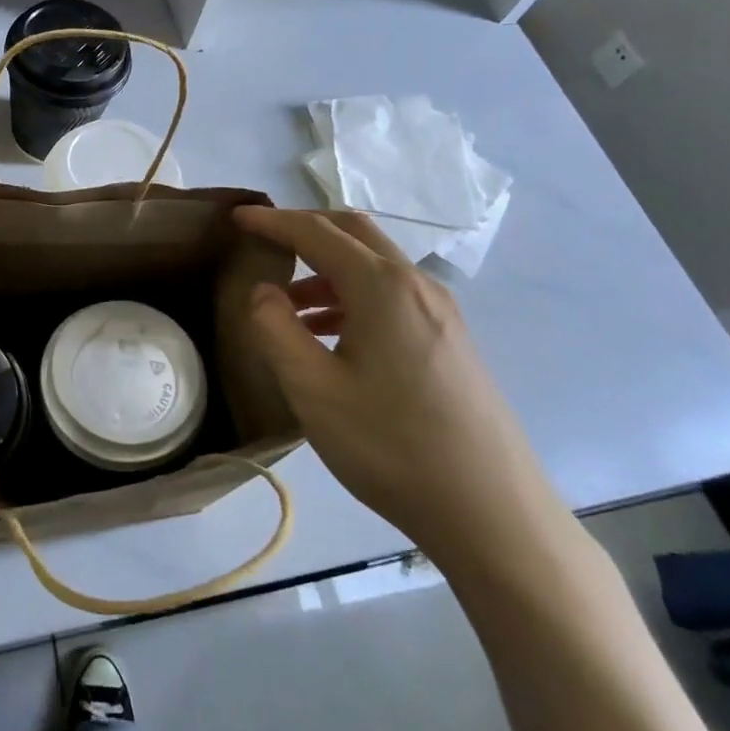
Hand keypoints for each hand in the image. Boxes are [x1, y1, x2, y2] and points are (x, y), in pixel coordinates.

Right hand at [232, 207, 566, 565]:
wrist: (492, 513)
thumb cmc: (391, 445)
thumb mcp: (313, 389)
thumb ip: (275, 328)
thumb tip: (263, 291)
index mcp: (382, 286)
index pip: (317, 232)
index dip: (274, 221)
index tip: (238, 217)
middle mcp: (416, 285)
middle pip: (354, 233)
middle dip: (305, 228)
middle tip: (265, 241)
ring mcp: (441, 312)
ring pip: (375, 266)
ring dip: (327, 269)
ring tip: (287, 305)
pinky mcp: (451, 341)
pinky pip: (392, 296)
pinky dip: (353, 297)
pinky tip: (331, 337)